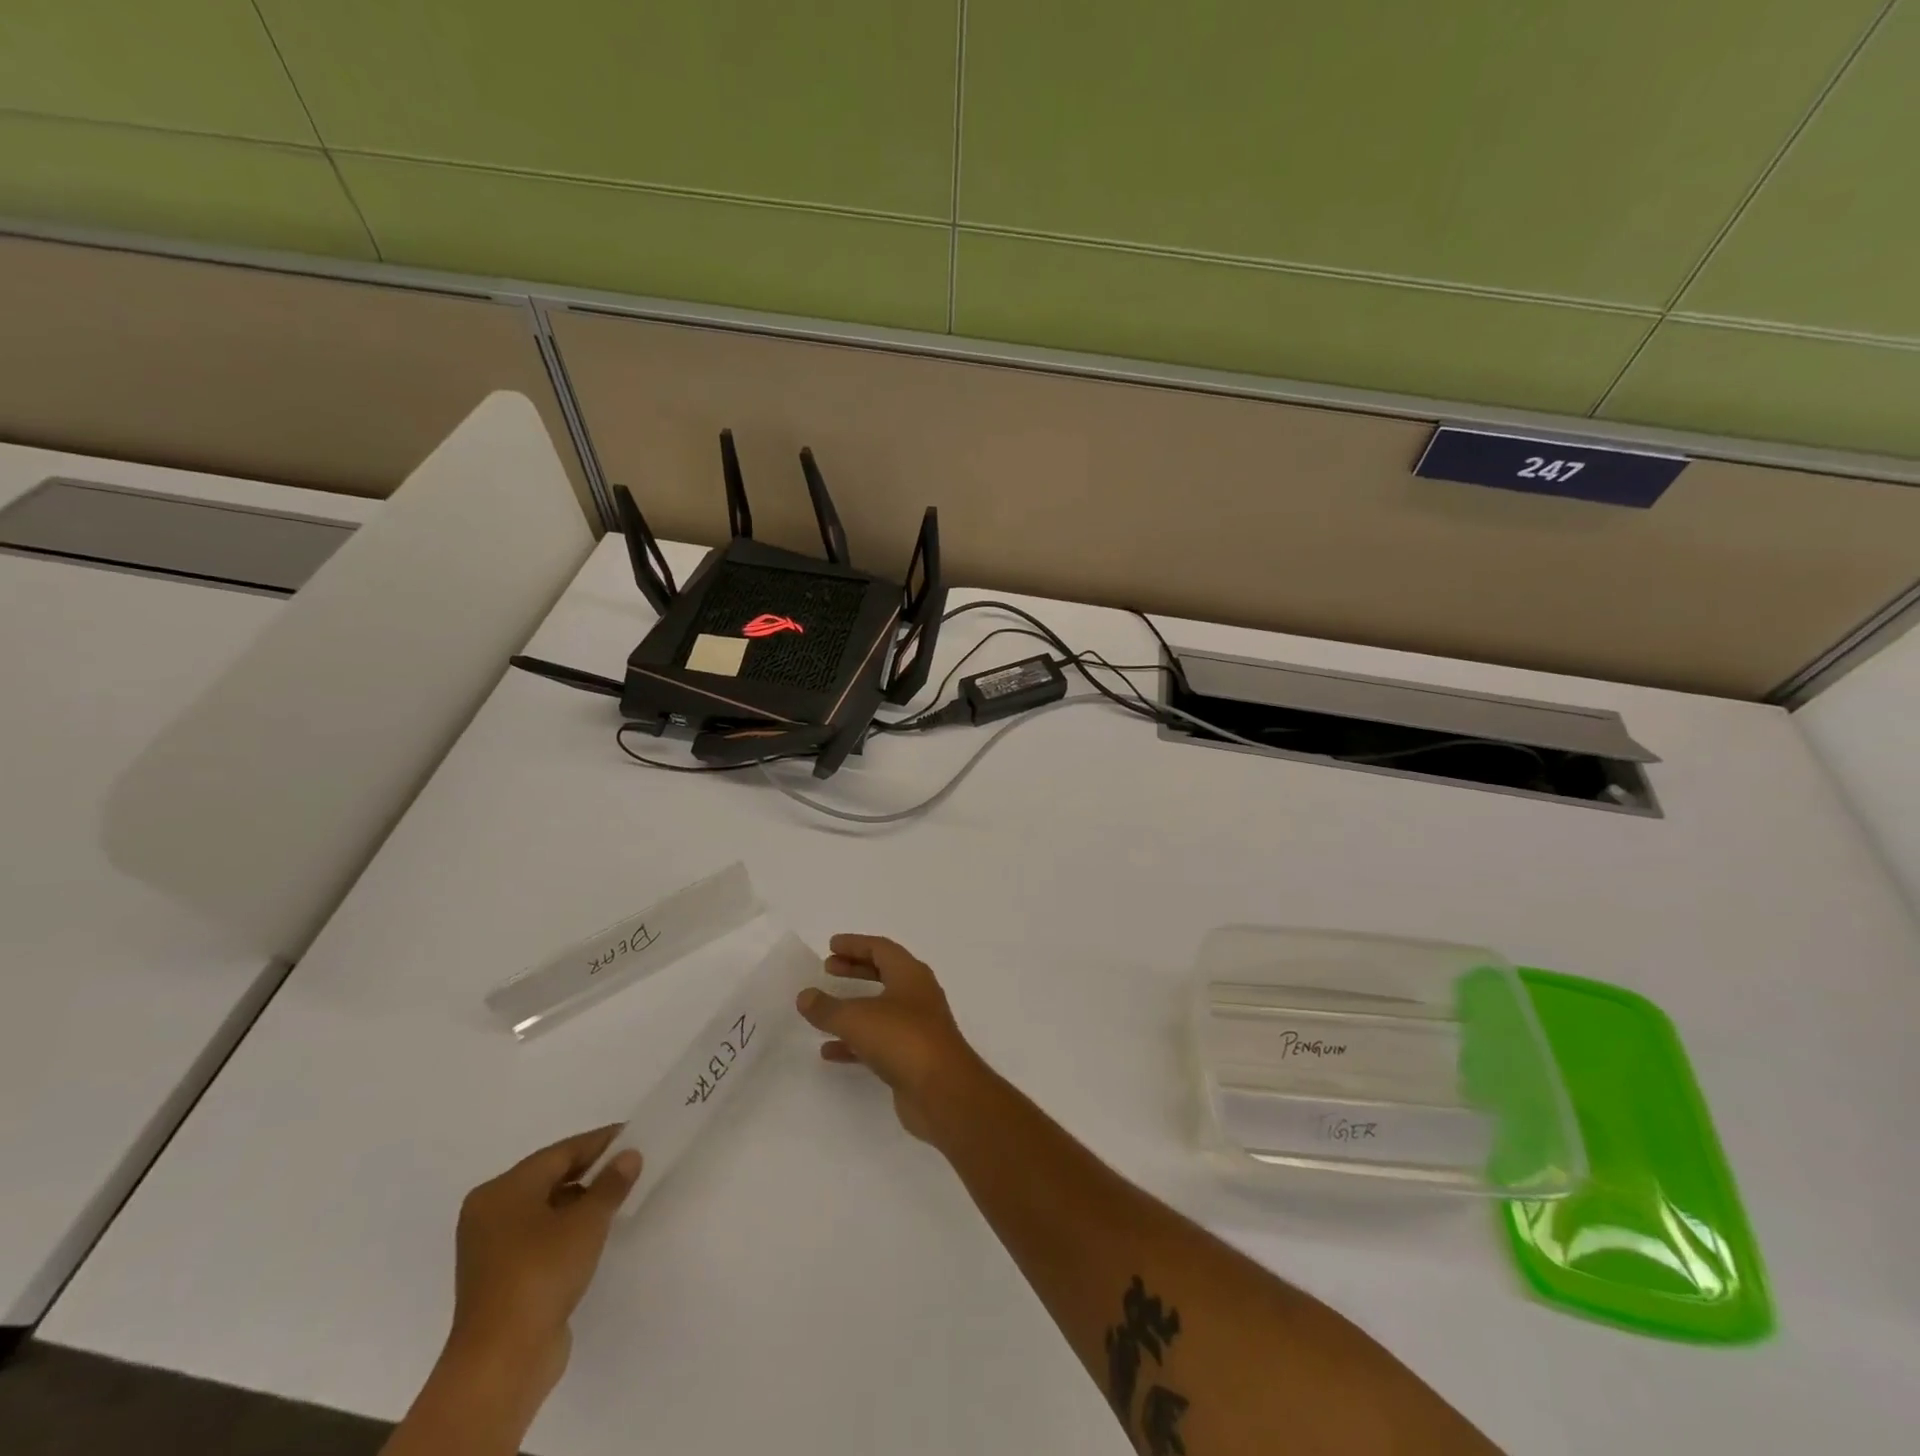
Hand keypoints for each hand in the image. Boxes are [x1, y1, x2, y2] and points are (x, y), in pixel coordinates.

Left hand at [447, 1127, 641, 1394]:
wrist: (502, 1361)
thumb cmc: (541, 1273)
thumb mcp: (587, 1221)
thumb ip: (611, 1184)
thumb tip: (629, 1155)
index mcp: (502, 1191)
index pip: (560, 1153)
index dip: (600, 1142)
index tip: (634, 1135)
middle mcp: (490, 1213)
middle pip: (550, 1178)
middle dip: (591, 1171)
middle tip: (631, 1164)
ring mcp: (491, 1249)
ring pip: (545, 1208)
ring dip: (581, 1201)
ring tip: (620, 1197)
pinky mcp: (501, 1278)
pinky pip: (540, 1236)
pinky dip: (566, 1229)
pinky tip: (595, 1233)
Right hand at [796, 934, 987, 1142]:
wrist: (942, 1091)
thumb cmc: (902, 1039)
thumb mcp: (857, 1018)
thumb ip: (827, 1007)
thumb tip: (805, 996)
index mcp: (910, 974)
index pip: (881, 949)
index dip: (855, 945)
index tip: (831, 946)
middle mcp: (917, 996)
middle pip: (883, 974)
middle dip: (855, 969)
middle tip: (827, 968)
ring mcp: (916, 1027)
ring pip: (880, 1009)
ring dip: (853, 1006)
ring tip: (823, 1009)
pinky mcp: (911, 1057)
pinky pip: (878, 1041)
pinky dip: (854, 1042)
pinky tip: (829, 1051)